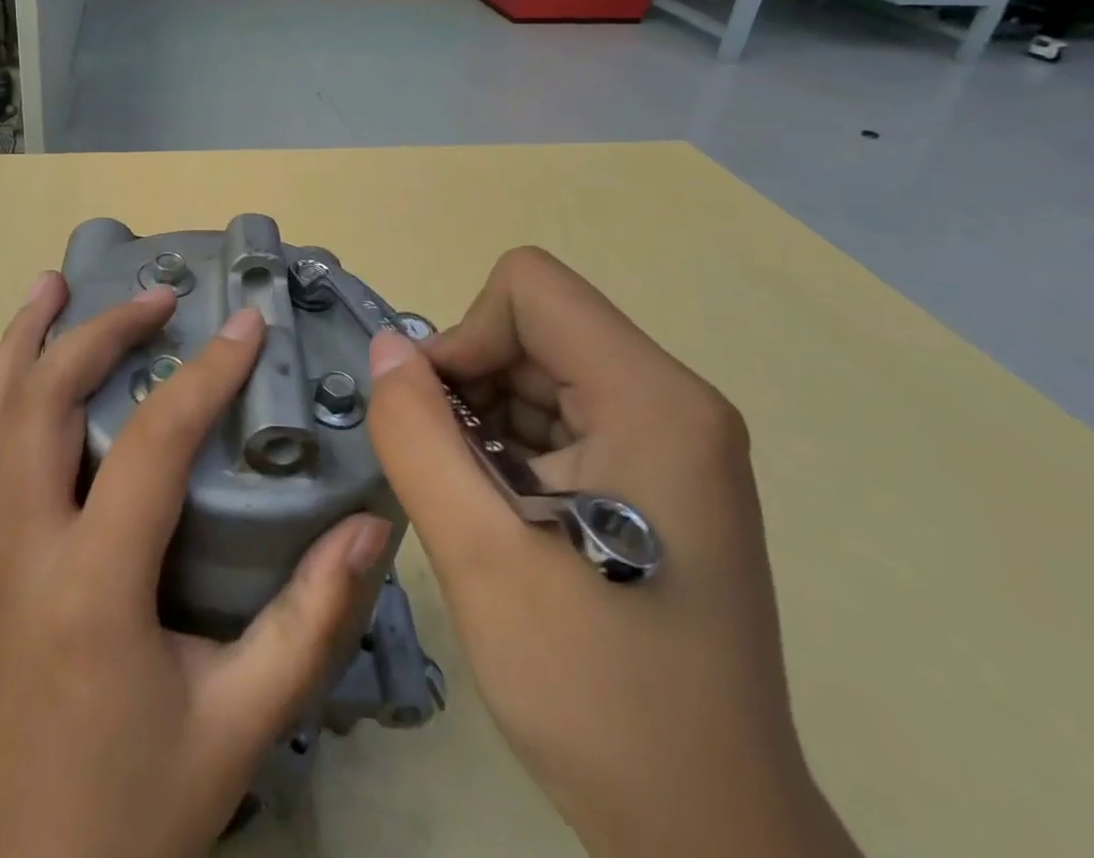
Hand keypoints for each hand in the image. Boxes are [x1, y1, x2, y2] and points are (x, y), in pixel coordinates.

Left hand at [0, 274, 391, 857]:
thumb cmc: (134, 807)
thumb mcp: (239, 726)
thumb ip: (309, 623)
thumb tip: (369, 527)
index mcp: (91, 586)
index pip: (151, 445)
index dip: (205, 374)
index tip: (247, 322)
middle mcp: (24, 548)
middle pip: (41, 403)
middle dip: (98, 332)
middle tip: (155, 295)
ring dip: (21, 342)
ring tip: (52, 285)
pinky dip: (1, 388)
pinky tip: (25, 365)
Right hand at [366, 248, 859, 857]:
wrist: (706, 830)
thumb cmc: (596, 691)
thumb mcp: (479, 554)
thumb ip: (417, 433)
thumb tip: (387, 348)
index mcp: (653, 399)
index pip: (529, 289)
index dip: (465, 337)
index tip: (440, 422)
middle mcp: (674, 400)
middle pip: (535, 328)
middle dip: (470, 385)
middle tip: (451, 477)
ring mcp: (672, 438)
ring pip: (540, 370)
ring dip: (485, 421)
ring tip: (479, 509)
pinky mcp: (659, 475)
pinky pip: (560, 416)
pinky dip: (511, 448)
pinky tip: (507, 520)